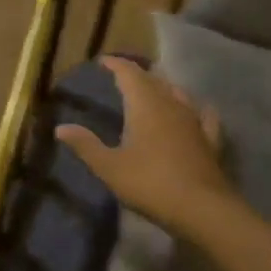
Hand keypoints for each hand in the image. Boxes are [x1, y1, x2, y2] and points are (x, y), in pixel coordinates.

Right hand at [57, 57, 238, 237]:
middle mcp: (171, 106)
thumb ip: (85, 145)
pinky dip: (196, 108)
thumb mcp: (109, 167)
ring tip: (153, 89)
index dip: (116, 65)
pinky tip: (198, 110)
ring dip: (163, 87)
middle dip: (137, 74)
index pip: (129, 74)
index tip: (103, 61)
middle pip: (154, 80)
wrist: (202, 209)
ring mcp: (194, 122)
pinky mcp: (210, 141)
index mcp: (145, 106)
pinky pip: (203, 116)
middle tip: (122, 75)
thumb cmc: (150, 183)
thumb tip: (60, 128)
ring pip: (178, 94)